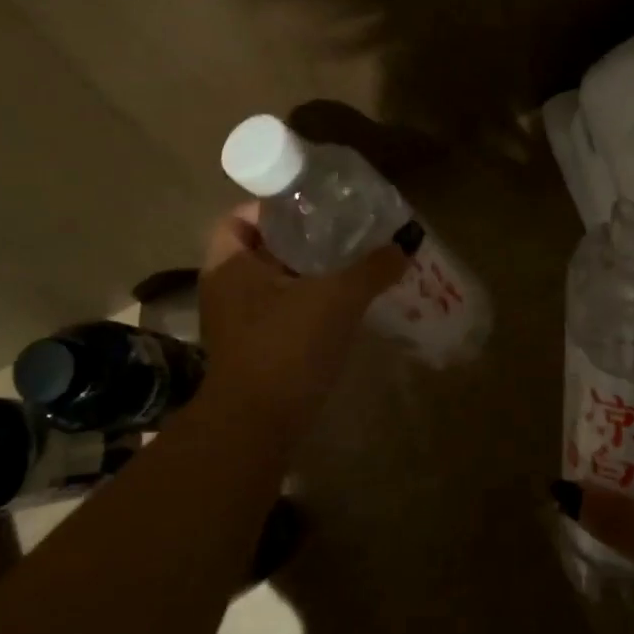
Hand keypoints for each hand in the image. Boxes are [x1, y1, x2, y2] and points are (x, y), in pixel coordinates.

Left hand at [195, 202, 408, 429]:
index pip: (242, 216)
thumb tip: (406, 242)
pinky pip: (284, 309)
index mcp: (230, 264)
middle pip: (264, 247)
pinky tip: (346, 302)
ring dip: (310, 272)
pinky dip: (310, 302)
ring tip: (353, 261)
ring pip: (276, 281)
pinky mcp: (256, 348)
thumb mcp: (337, 299)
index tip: (315, 205)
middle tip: (344, 230)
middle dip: (303, 238)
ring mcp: (238, 321)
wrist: (258, 427)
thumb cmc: (287, 347)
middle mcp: (227, 288)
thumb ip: (372, 267)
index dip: (275, 205)